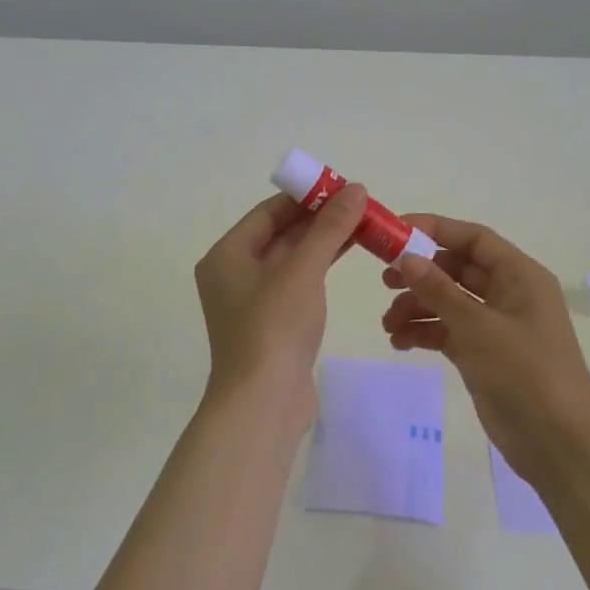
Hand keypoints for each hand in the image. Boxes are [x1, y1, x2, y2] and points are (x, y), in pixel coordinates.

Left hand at [194, 184, 368, 428]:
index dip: (305, 197)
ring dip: (323, 242)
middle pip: (279, 234)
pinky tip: (348, 256)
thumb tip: (356, 189)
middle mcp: (233, 274)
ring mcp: (252, 301)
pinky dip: (320, 267)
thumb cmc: (274, 327)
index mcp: (227, 255)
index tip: (341, 187)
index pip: (268, 212)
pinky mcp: (272, 323)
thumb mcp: (303, 270)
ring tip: (362, 225)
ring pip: (291, 259)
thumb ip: (329, 228)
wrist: (263, 402)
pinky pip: (296, 282)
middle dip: (319, 219)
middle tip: (359, 205)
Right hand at [381, 214, 589, 484]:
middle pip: (457, 269)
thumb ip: (439, 291)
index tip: (395, 232)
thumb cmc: (525, 372)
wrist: (558, 443)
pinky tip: (400, 343)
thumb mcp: (478, 327)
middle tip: (385, 281)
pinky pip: (449, 331)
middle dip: (421, 273)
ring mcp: (496, 326)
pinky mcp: (485, 355)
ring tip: (389, 324)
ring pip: (449, 302)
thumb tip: (406, 258)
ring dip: (418, 307)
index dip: (435, 230)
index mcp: (519, 276)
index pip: (473, 239)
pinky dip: (425, 333)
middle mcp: (509, 294)